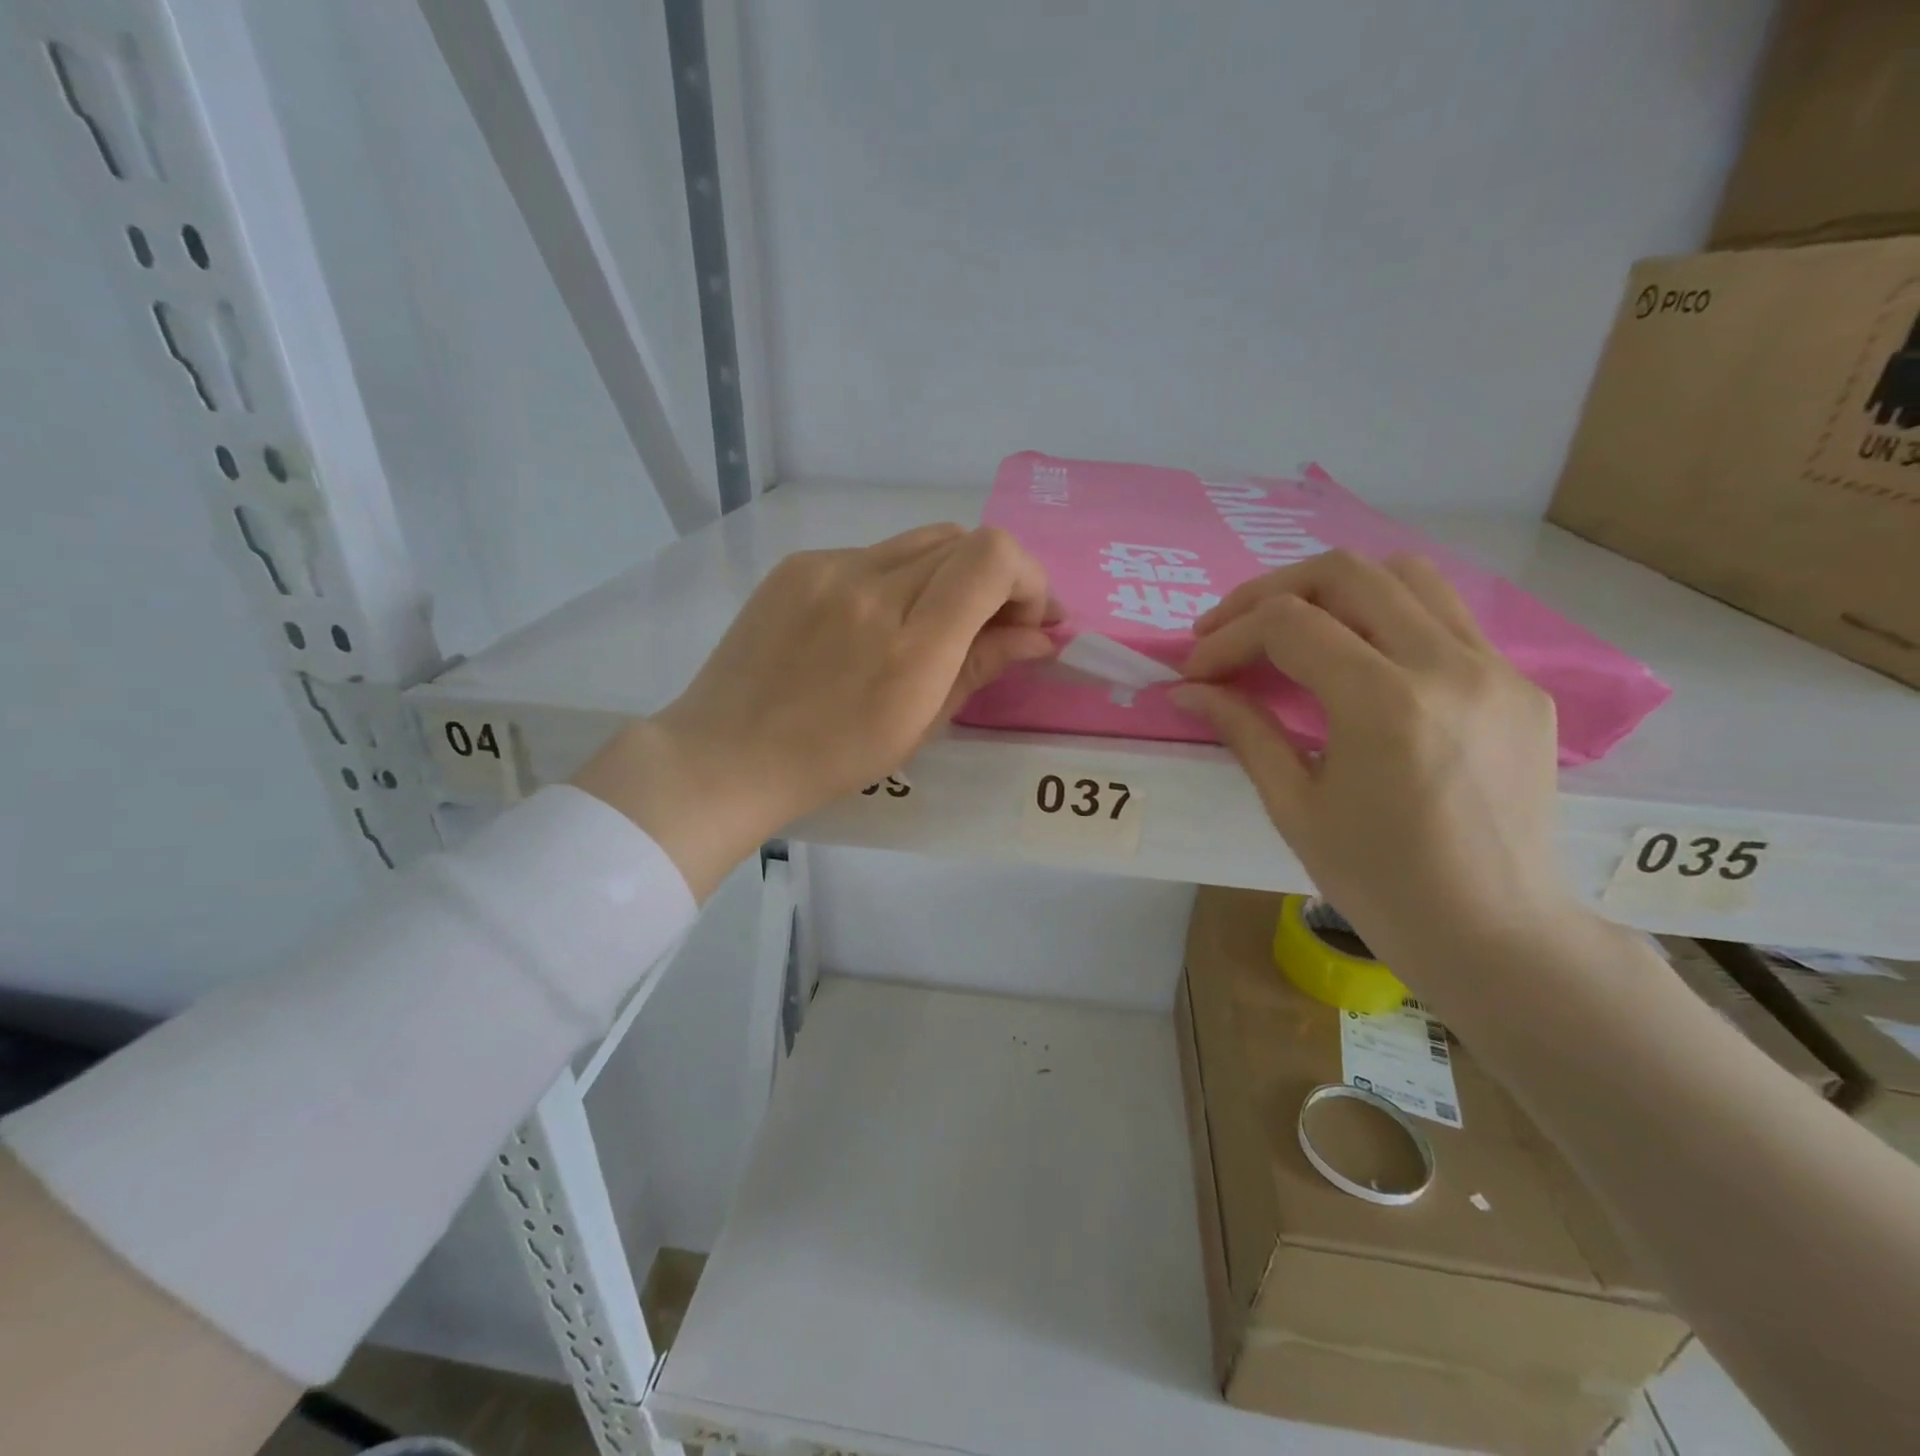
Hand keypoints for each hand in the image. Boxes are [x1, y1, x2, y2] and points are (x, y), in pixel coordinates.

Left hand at [574, 524, 1053, 897]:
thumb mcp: (920, 725)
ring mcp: (829, 568)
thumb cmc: (832, 759)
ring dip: (951, 574)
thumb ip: (983, 666)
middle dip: (999, 578)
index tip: (1032, 620)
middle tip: (999, 624)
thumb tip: (1041, 636)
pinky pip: (874, 554)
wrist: (727, 754)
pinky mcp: (799, 563)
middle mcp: (871, 587)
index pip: (992, 558)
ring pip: (921, 541)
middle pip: (964, 540)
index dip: (1029, 578)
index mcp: (908, 643)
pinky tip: (880, 621)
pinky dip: (900, 577)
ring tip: (941, 622)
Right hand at [1174, 550, 1580, 970]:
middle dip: (1269, 592)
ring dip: (1333, 590)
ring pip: (1405, 575)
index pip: (1288, 624)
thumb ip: (1243, 731)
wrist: (1495, 932)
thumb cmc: (1379, 883)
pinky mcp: (1520, 683)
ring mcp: (1496, 668)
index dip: (1228, 638)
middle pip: (1345, 573)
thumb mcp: (1294, 807)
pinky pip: (1444, 617)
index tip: (1197, 670)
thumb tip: (1189, 690)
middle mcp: (1448, 666)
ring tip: (1292, 629)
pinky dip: (1385, 617)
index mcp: (1385, 705)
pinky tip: (1357, 662)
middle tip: (1228, 630)